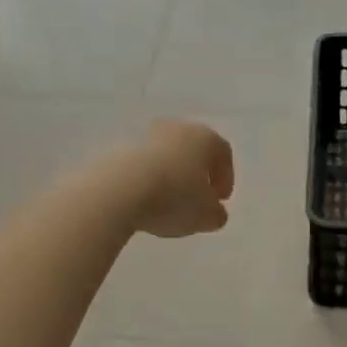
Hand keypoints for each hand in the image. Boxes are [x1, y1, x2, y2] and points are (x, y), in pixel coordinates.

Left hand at [125, 120, 234, 237]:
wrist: (120, 191)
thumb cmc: (176, 198)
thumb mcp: (207, 216)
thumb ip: (217, 214)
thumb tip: (214, 212)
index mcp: (205, 138)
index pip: (223, 153)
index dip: (226, 178)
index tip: (220, 200)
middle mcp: (178, 130)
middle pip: (194, 150)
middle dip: (198, 174)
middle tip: (198, 199)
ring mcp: (147, 137)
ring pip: (168, 157)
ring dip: (172, 177)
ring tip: (170, 204)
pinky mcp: (121, 150)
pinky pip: (144, 167)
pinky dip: (150, 181)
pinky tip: (147, 203)